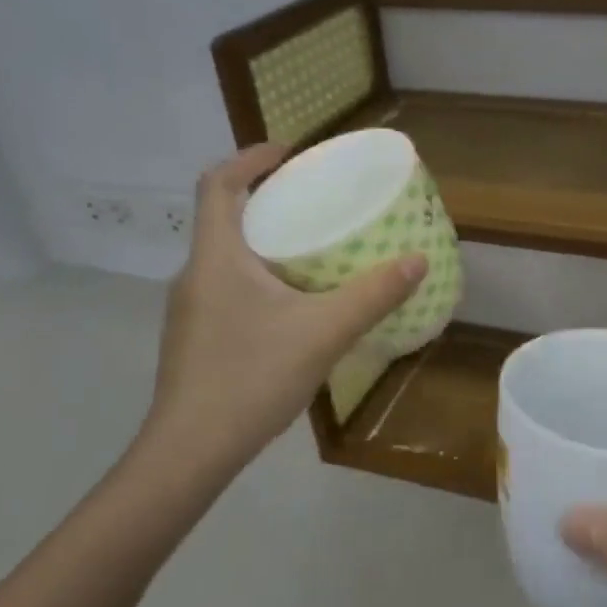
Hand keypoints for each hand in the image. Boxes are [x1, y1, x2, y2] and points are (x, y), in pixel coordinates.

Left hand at [131, 145, 424, 491]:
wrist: (189, 453)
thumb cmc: (250, 378)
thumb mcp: (323, 333)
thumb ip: (372, 295)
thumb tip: (417, 260)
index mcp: (216, 257)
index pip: (218, 183)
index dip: (250, 158)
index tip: (289, 152)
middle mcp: (195, 274)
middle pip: (224, 217)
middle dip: (267, 200)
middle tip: (315, 200)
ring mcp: (190, 309)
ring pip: (227, 256)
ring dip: (263, 241)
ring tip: (312, 250)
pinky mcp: (195, 338)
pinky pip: (228, 288)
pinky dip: (259, 277)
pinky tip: (293, 307)